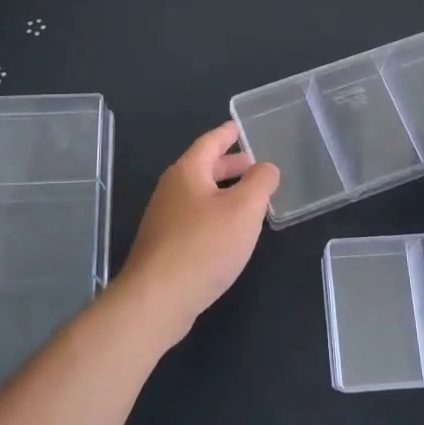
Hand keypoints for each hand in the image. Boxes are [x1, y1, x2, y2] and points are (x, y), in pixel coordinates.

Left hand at [118, 121, 279, 339]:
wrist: (157, 299)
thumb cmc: (204, 245)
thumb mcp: (244, 209)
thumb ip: (260, 182)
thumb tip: (266, 167)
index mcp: (187, 172)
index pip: (209, 143)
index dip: (227, 133)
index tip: (239, 126)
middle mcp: (171, 190)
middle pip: (202, 168)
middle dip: (228, 165)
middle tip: (253, 164)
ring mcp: (164, 219)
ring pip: (199, 195)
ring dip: (223, 191)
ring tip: (248, 198)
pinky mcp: (164, 246)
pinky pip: (194, 218)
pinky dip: (214, 214)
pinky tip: (229, 232)